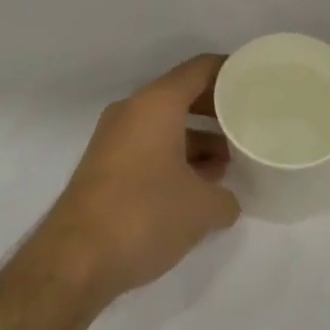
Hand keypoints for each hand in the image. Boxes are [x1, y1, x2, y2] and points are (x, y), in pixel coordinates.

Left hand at [35, 55, 240, 306]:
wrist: (74, 260)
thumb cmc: (144, 215)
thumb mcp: (200, 209)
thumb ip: (225, 197)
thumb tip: (228, 200)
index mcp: (157, 103)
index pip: (200, 69)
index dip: (230, 71)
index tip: (256, 82)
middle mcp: (133, 110)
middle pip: (182, 94)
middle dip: (215, 108)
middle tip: (246, 123)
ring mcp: (114, 136)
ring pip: (164, 123)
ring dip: (195, 137)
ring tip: (226, 161)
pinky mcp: (104, 164)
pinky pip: (148, 144)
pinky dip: (173, 154)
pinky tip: (194, 185)